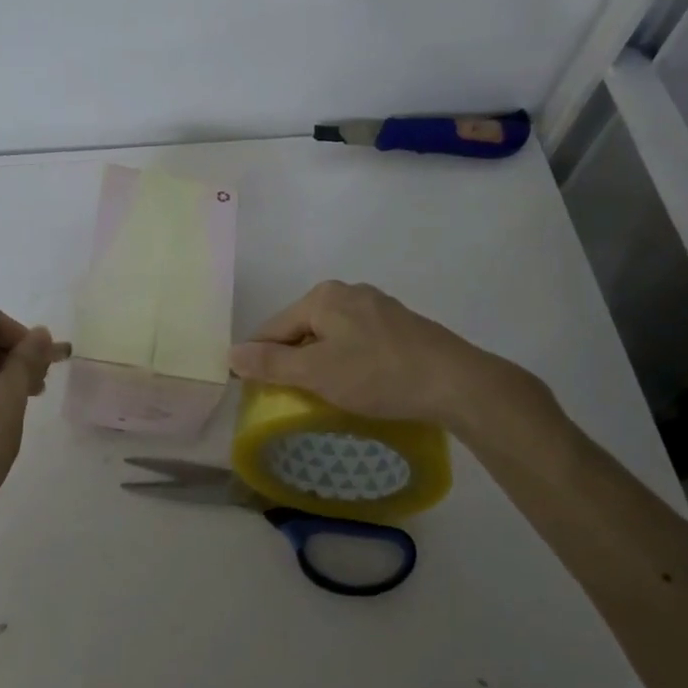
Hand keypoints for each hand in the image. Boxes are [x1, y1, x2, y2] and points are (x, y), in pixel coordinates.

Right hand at [228, 281, 551, 436]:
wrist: (455, 382)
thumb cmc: (378, 375)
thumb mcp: (317, 373)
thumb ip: (271, 363)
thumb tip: (231, 353)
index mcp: (322, 297)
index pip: (273, 327)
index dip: (258, 358)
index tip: (250, 389)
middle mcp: (348, 292)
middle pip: (302, 328)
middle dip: (290, 359)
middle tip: (286, 396)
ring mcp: (377, 306)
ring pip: (330, 335)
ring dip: (319, 361)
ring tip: (319, 394)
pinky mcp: (400, 325)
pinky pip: (356, 340)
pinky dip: (346, 360)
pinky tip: (355, 383)